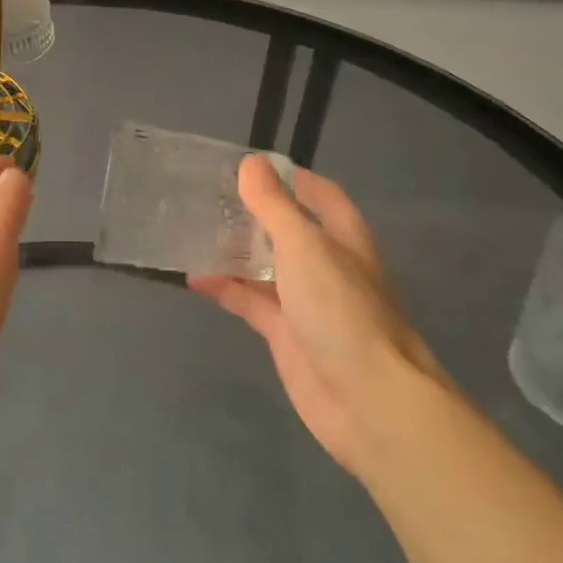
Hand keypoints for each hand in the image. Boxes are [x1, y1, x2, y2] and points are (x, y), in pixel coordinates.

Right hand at [190, 156, 444, 482]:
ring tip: (193, 231)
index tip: (250, 166)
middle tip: (208, 197)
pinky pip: (251, 303)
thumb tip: (250, 162)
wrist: (369, 400)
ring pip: (265, 267)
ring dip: (235, 251)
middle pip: (287, 230)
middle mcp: (327, 266)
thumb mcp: (304, 246)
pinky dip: (225, 289)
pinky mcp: (286, 335)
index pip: (320, 195)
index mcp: (343, 238)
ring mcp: (306, 302)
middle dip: (253, 215)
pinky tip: (194, 278)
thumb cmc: (341, 309)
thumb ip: (274, 205)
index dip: (291, 178)